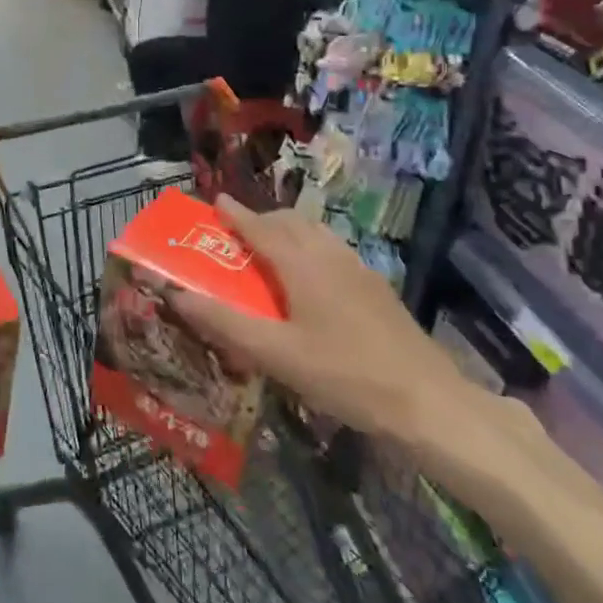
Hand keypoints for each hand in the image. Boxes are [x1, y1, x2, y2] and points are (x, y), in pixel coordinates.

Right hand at [167, 197, 472, 449]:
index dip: (236, 214)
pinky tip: (311, 282)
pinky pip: (333, 251)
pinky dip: (310, 249)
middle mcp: (330, 255)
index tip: (216, 200)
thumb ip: (225, 322)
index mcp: (302, 264)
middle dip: (262, 220)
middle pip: (291, 223)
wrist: (426, 401)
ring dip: (288, 232)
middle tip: (238, 235)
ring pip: (316, 234)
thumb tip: (176, 294)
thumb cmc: (344, 374)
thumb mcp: (275, 354)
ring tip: (271, 253)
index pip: (261, 228)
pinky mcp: (376, 288)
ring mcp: (359, 269)